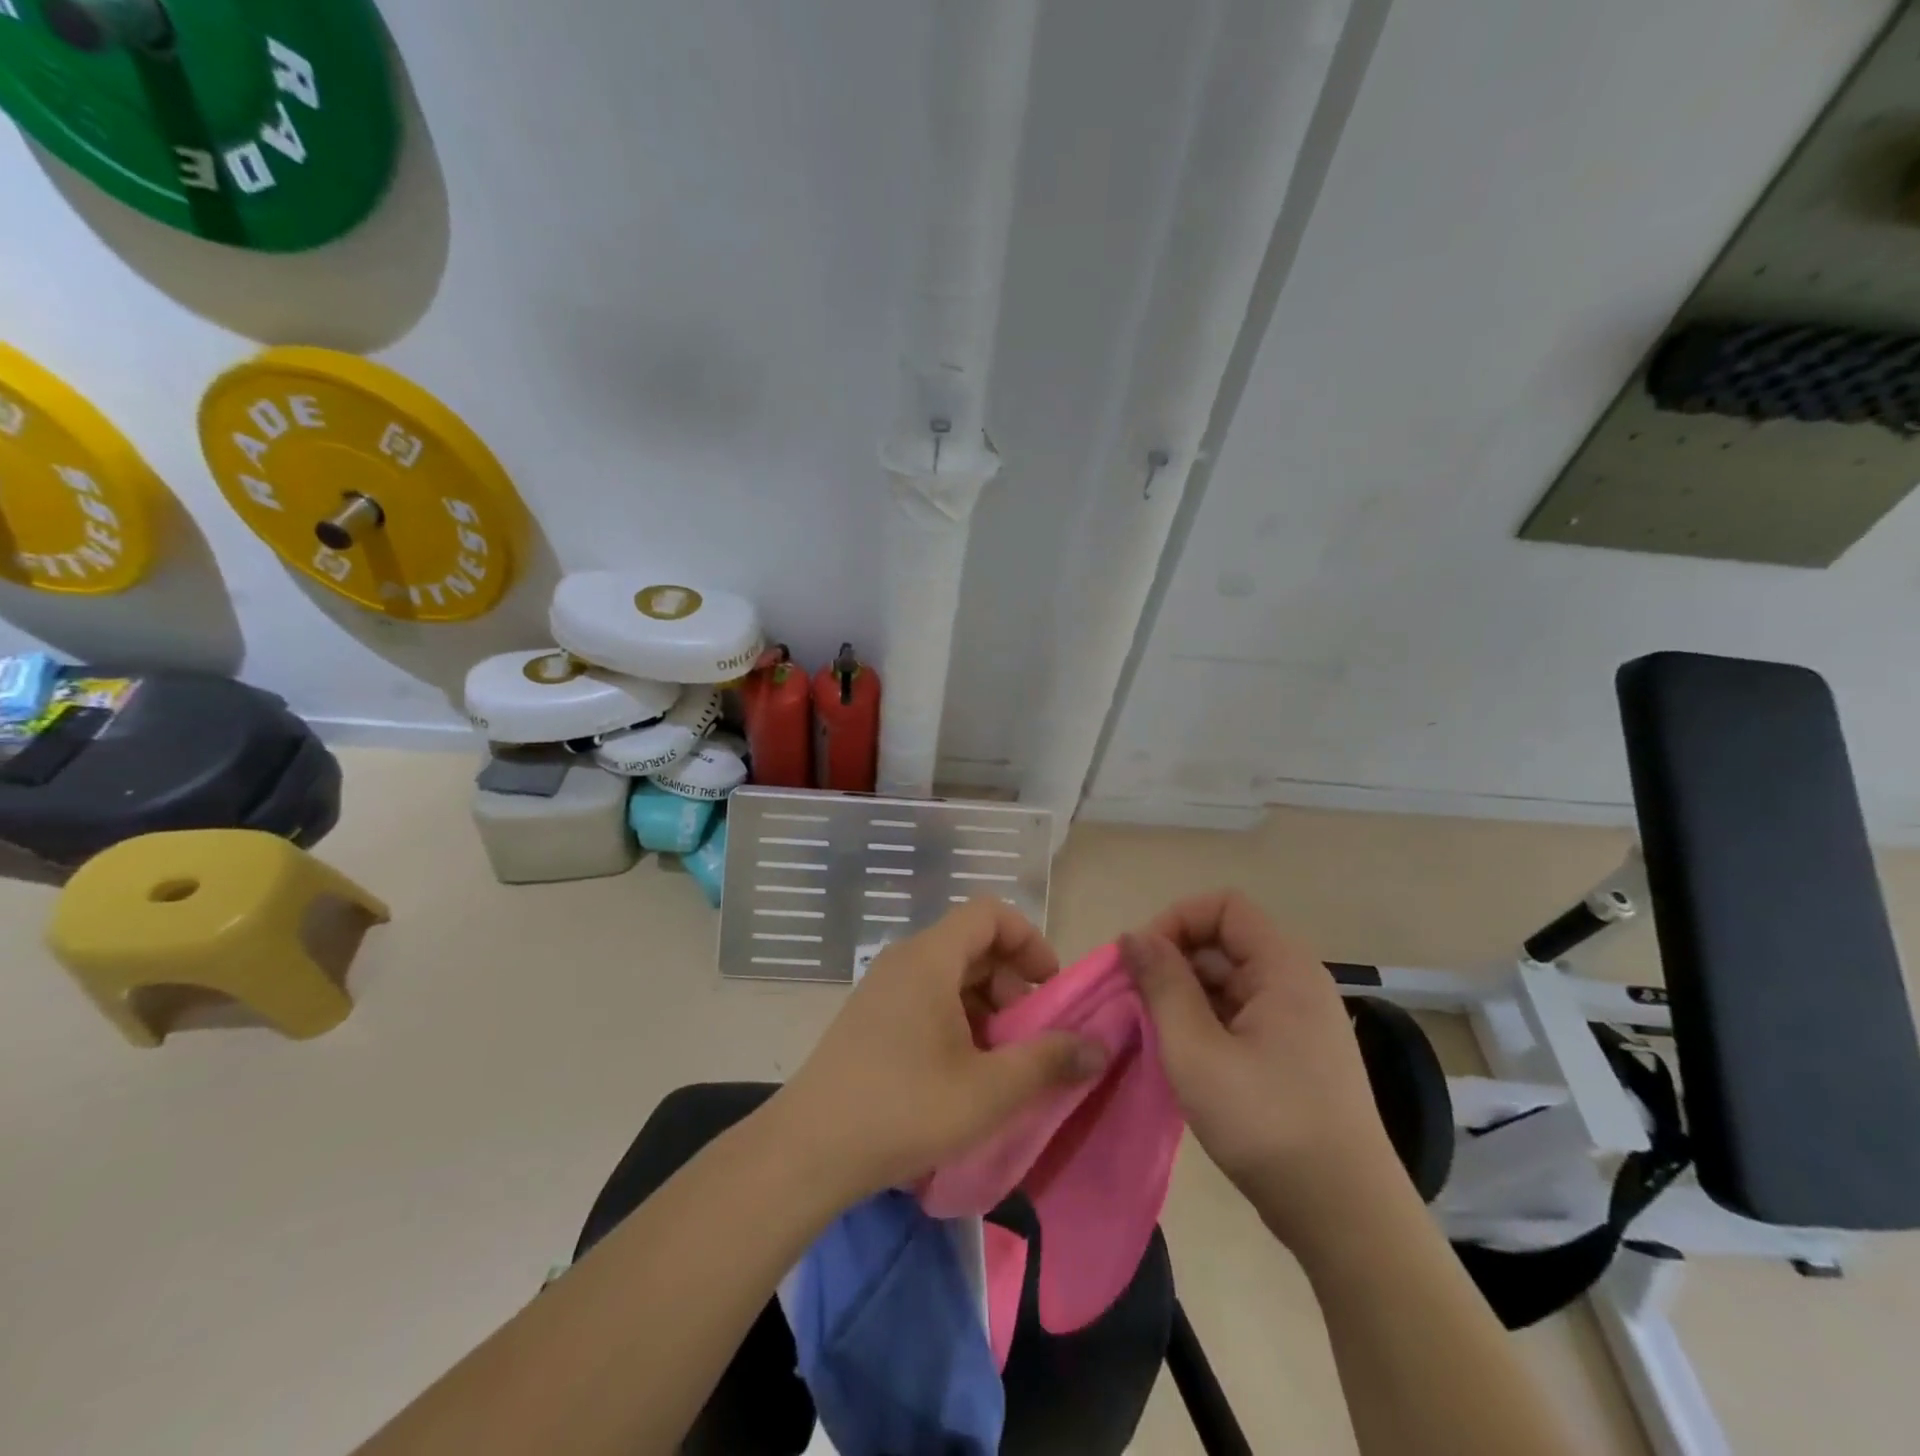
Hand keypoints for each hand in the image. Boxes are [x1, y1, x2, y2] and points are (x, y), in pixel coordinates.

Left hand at [769, 900, 1106, 1201]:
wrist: (808, 1150)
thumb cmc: (904, 1108)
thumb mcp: (989, 1090)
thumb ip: (1049, 1061)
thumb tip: (1099, 1047)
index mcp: (930, 958)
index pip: (989, 913)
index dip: (1029, 940)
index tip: (1051, 987)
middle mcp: (904, 960)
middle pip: (972, 944)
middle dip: (1013, 981)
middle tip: (1031, 1034)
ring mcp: (882, 989)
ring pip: (950, 975)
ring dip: (987, 1006)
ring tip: (1002, 1061)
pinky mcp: (870, 1019)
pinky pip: (926, 999)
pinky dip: (957, 1020)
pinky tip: (964, 1073)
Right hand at [1122, 892, 1406, 1246]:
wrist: (1346, 1218)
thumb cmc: (1266, 1123)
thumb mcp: (1196, 1050)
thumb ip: (1162, 985)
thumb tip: (1134, 935)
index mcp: (1284, 968)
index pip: (1223, 907)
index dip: (1176, 921)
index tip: (1142, 962)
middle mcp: (1297, 982)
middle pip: (1225, 941)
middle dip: (1175, 961)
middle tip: (1137, 1003)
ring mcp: (1300, 1020)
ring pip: (1230, 981)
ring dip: (1187, 996)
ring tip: (1155, 1034)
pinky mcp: (1296, 1053)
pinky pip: (1243, 1014)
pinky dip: (1207, 1023)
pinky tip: (1185, 1058)